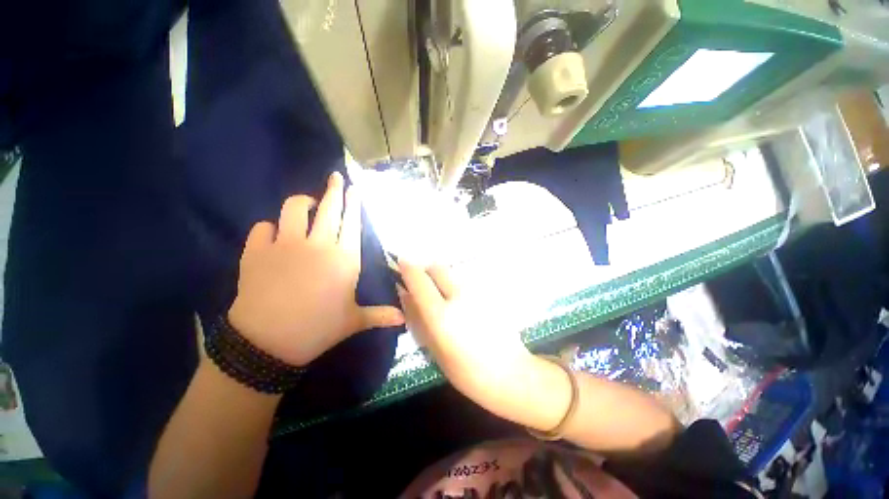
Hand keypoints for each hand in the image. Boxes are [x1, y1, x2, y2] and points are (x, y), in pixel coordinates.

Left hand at [228, 172, 404, 366]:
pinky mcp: (256, 251)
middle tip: (336, 177)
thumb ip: (380, 315)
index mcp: (344, 260)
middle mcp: (318, 246)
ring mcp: (286, 245)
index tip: (355, 189)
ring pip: (294, 209)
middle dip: (334, 190)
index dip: (354, 204)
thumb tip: (404, 319)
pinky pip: (263, 227)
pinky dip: (269, 228)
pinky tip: (273, 235)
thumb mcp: (354, 321)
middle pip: (328, 209)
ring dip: (302, 203)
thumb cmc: (318, 329)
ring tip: (307, 205)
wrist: (267, 343)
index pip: (352, 224)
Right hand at [397, 263, 534, 402]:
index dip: (407, 267)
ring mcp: (475, 292)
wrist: (510, 373)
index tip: (400, 264)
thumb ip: (417, 318)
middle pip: (437, 267)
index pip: (419, 279)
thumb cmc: (466, 371)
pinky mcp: (487, 294)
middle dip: (425, 270)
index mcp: (441, 314)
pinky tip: (461, 307)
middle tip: (421, 285)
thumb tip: (405, 295)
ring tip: (442, 300)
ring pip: (452, 275)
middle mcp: (458, 295)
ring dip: (441, 279)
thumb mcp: (434, 349)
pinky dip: (455, 287)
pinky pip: (464, 283)